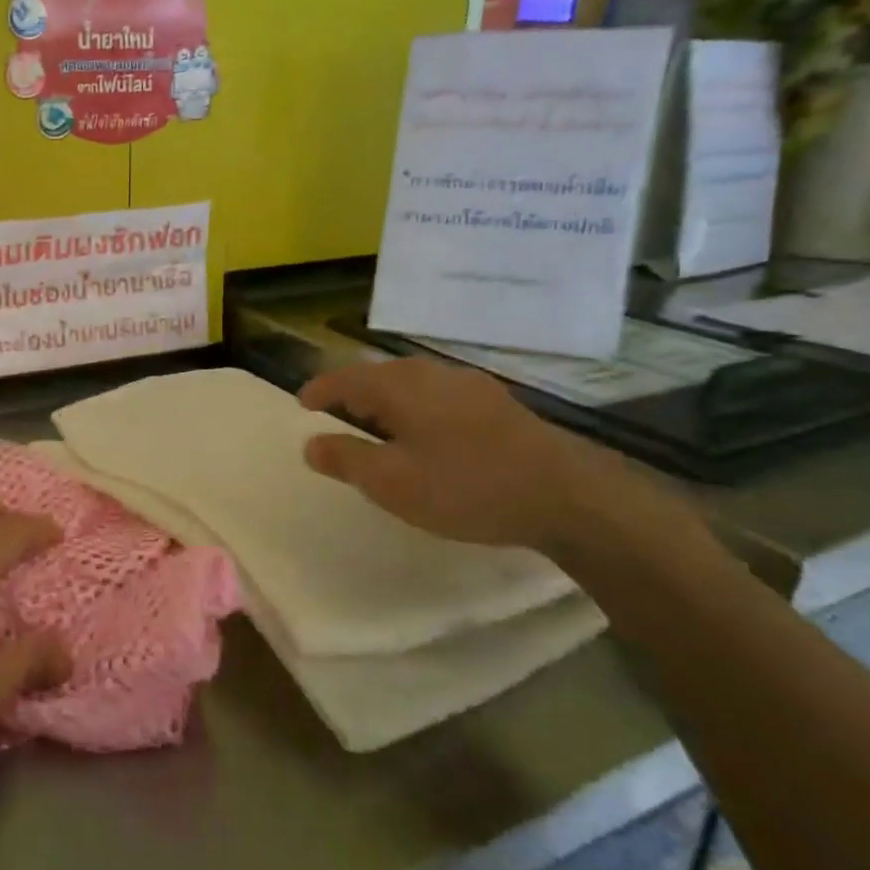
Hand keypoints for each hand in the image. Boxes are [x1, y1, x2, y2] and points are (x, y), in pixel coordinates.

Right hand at [299, 357, 688, 560]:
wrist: (567, 495)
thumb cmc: (465, 486)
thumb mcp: (391, 482)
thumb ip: (345, 459)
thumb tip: (310, 443)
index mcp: (398, 386)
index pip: (344, 378)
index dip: (319, 390)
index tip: (302, 405)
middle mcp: (430, 374)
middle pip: (377, 376)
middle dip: (351, 393)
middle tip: (335, 415)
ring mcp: (468, 385)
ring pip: (411, 384)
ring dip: (385, 401)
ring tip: (377, 427)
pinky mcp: (496, 403)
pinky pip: (438, 396)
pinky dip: (416, 409)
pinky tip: (427, 434)